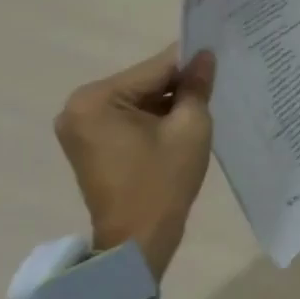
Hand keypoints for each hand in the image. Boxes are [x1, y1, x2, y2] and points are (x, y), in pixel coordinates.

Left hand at [53, 46, 215, 278]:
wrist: (137, 243)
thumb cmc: (162, 183)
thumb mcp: (190, 128)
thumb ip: (197, 86)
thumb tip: (205, 56)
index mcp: (97, 98)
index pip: (155, 67)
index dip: (191, 64)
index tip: (220, 60)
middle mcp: (79, 106)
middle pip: (144, 82)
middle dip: (178, 86)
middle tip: (214, 88)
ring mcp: (80, 126)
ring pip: (137, 100)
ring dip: (166, 103)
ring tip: (200, 108)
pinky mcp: (88, 143)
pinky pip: (127, 118)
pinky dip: (152, 119)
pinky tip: (179, 126)